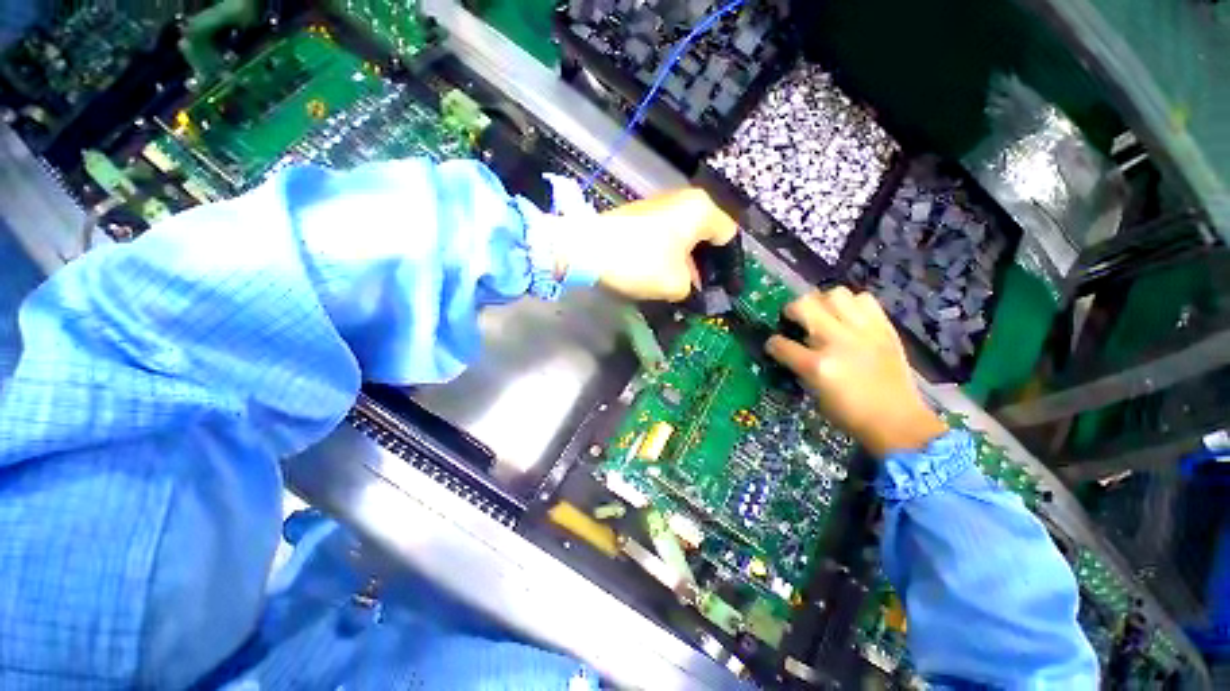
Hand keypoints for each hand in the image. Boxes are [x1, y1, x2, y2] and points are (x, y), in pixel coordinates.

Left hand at [558, 189, 737, 301]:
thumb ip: (692, 289)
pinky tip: (662, 273)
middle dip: (705, 265)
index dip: (728, 265)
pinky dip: (669, 254)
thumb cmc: (641, 262)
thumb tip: (688, 288)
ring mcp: (661, 205)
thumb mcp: (675, 284)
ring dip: (686, 261)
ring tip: (681, 287)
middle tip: (701, 290)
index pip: (728, 237)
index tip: (721, 288)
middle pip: (706, 235)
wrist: (588, 249)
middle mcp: (684, 200)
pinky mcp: (642, 214)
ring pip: (685, 236)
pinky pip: (666, 235)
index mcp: (701, 210)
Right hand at [766, 287, 947, 456]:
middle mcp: (837, 342)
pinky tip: (849, 317)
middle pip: (803, 305)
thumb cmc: (849, 413)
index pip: (780, 344)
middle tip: (795, 319)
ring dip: (823, 301)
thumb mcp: (814, 392)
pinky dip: (852, 304)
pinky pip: (864, 299)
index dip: (772, 344)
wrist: (897, 420)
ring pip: (834, 294)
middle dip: (791, 310)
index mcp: (817, 366)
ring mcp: (863, 332)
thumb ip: (800, 366)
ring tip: (824, 314)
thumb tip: (791, 348)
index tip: (774, 345)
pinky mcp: (884, 328)